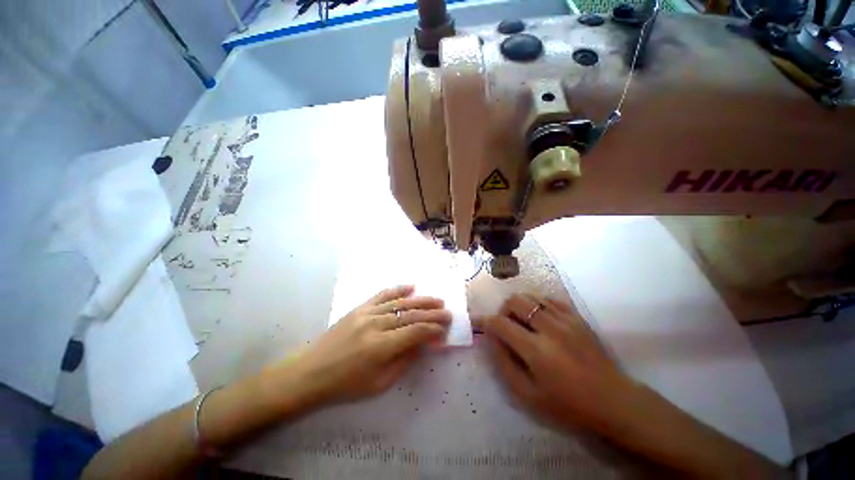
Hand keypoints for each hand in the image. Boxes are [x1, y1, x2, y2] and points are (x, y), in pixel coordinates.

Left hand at [286, 285, 450, 404]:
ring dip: (421, 301)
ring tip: (437, 300)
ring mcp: (367, 313)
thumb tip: (423, 344)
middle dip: (432, 314)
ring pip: (400, 303)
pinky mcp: (360, 308)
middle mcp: (376, 325)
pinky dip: (398, 290)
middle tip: (447, 312)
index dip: (433, 330)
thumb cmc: (346, 385)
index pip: (415, 333)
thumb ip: (405, 361)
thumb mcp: (380, 384)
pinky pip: (382, 295)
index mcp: (381, 347)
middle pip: (411, 315)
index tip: (445, 330)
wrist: (312, 372)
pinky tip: (411, 286)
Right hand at [483, 294, 639, 434]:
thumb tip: (491, 339)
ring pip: (530, 296)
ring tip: (523, 322)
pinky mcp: (576, 317)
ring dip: (519, 306)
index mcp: (536, 350)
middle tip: (506, 326)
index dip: (486, 322)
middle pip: (514, 301)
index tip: (481, 325)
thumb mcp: (528, 395)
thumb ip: (504, 364)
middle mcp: (550, 328)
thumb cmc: (568, 404)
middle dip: (503, 310)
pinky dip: (537, 304)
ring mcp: (565, 319)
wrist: (613, 400)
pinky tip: (540, 318)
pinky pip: (548, 299)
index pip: (500, 323)